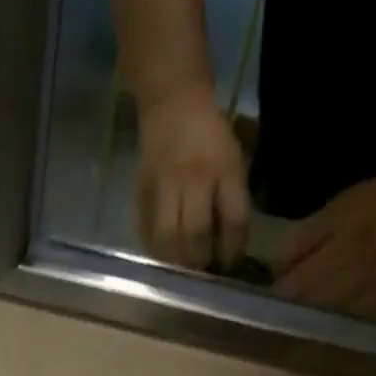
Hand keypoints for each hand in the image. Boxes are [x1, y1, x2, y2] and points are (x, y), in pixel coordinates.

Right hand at [135, 87, 250, 269]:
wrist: (172, 101)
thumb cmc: (210, 135)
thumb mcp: (234, 159)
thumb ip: (232, 200)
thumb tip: (227, 247)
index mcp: (224, 169)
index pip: (234, 220)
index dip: (233, 250)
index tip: (230, 264)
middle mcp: (194, 179)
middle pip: (196, 235)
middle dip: (201, 262)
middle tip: (202, 273)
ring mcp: (164, 186)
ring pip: (169, 239)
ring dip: (176, 263)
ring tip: (181, 272)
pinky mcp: (142, 192)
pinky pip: (146, 232)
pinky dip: (155, 251)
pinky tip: (162, 258)